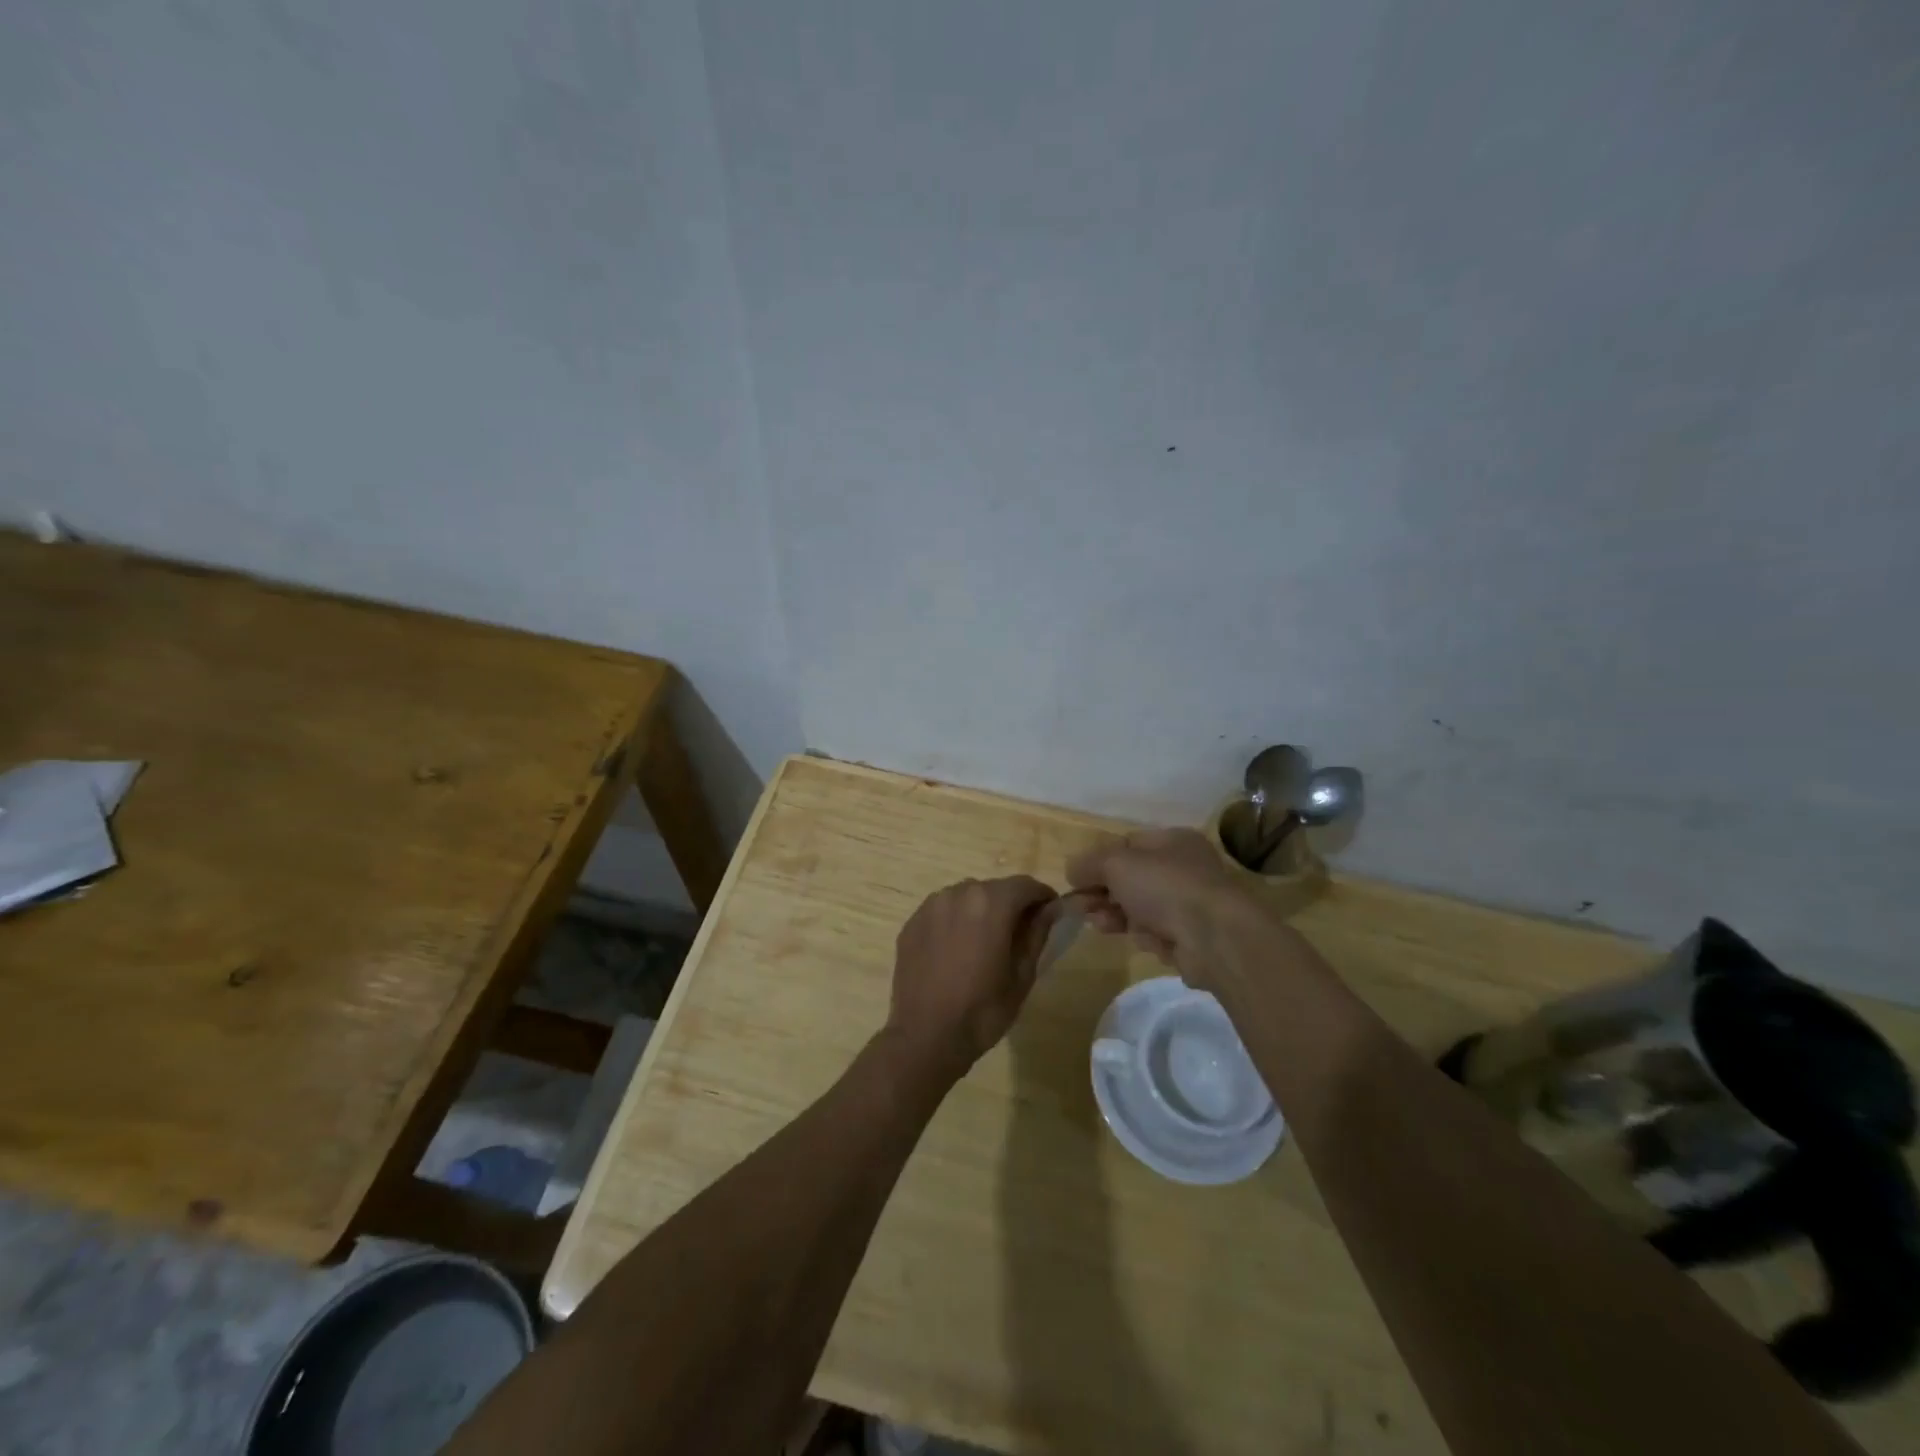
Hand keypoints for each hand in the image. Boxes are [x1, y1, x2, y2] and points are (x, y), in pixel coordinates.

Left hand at [885, 876, 1059, 1075]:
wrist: (925, 1037)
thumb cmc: (982, 1010)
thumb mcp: (1022, 974)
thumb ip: (1037, 933)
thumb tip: (1052, 907)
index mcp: (990, 903)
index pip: (1025, 885)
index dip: (1042, 897)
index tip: (1050, 914)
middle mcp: (959, 892)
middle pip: (994, 889)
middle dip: (1010, 905)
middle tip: (1018, 936)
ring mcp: (931, 906)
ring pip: (966, 897)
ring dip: (981, 911)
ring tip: (984, 944)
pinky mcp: (912, 922)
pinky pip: (943, 911)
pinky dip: (955, 921)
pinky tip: (956, 951)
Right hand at [1065, 828, 1258, 984]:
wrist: (1214, 938)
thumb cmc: (1165, 886)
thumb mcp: (1116, 863)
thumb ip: (1089, 863)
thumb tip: (1072, 869)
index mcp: (1173, 841)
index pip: (1128, 845)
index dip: (1099, 860)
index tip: (1076, 879)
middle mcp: (1184, 869)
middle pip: (1131, 879)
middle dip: (1102, 891)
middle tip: (1079, 906)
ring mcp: (1189, 905)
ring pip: (1140, 907)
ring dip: (1115, 914)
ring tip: (1098, 923)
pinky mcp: (1190, 938)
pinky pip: (1156, 933)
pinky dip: (1142, 935)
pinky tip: (1136, 938)